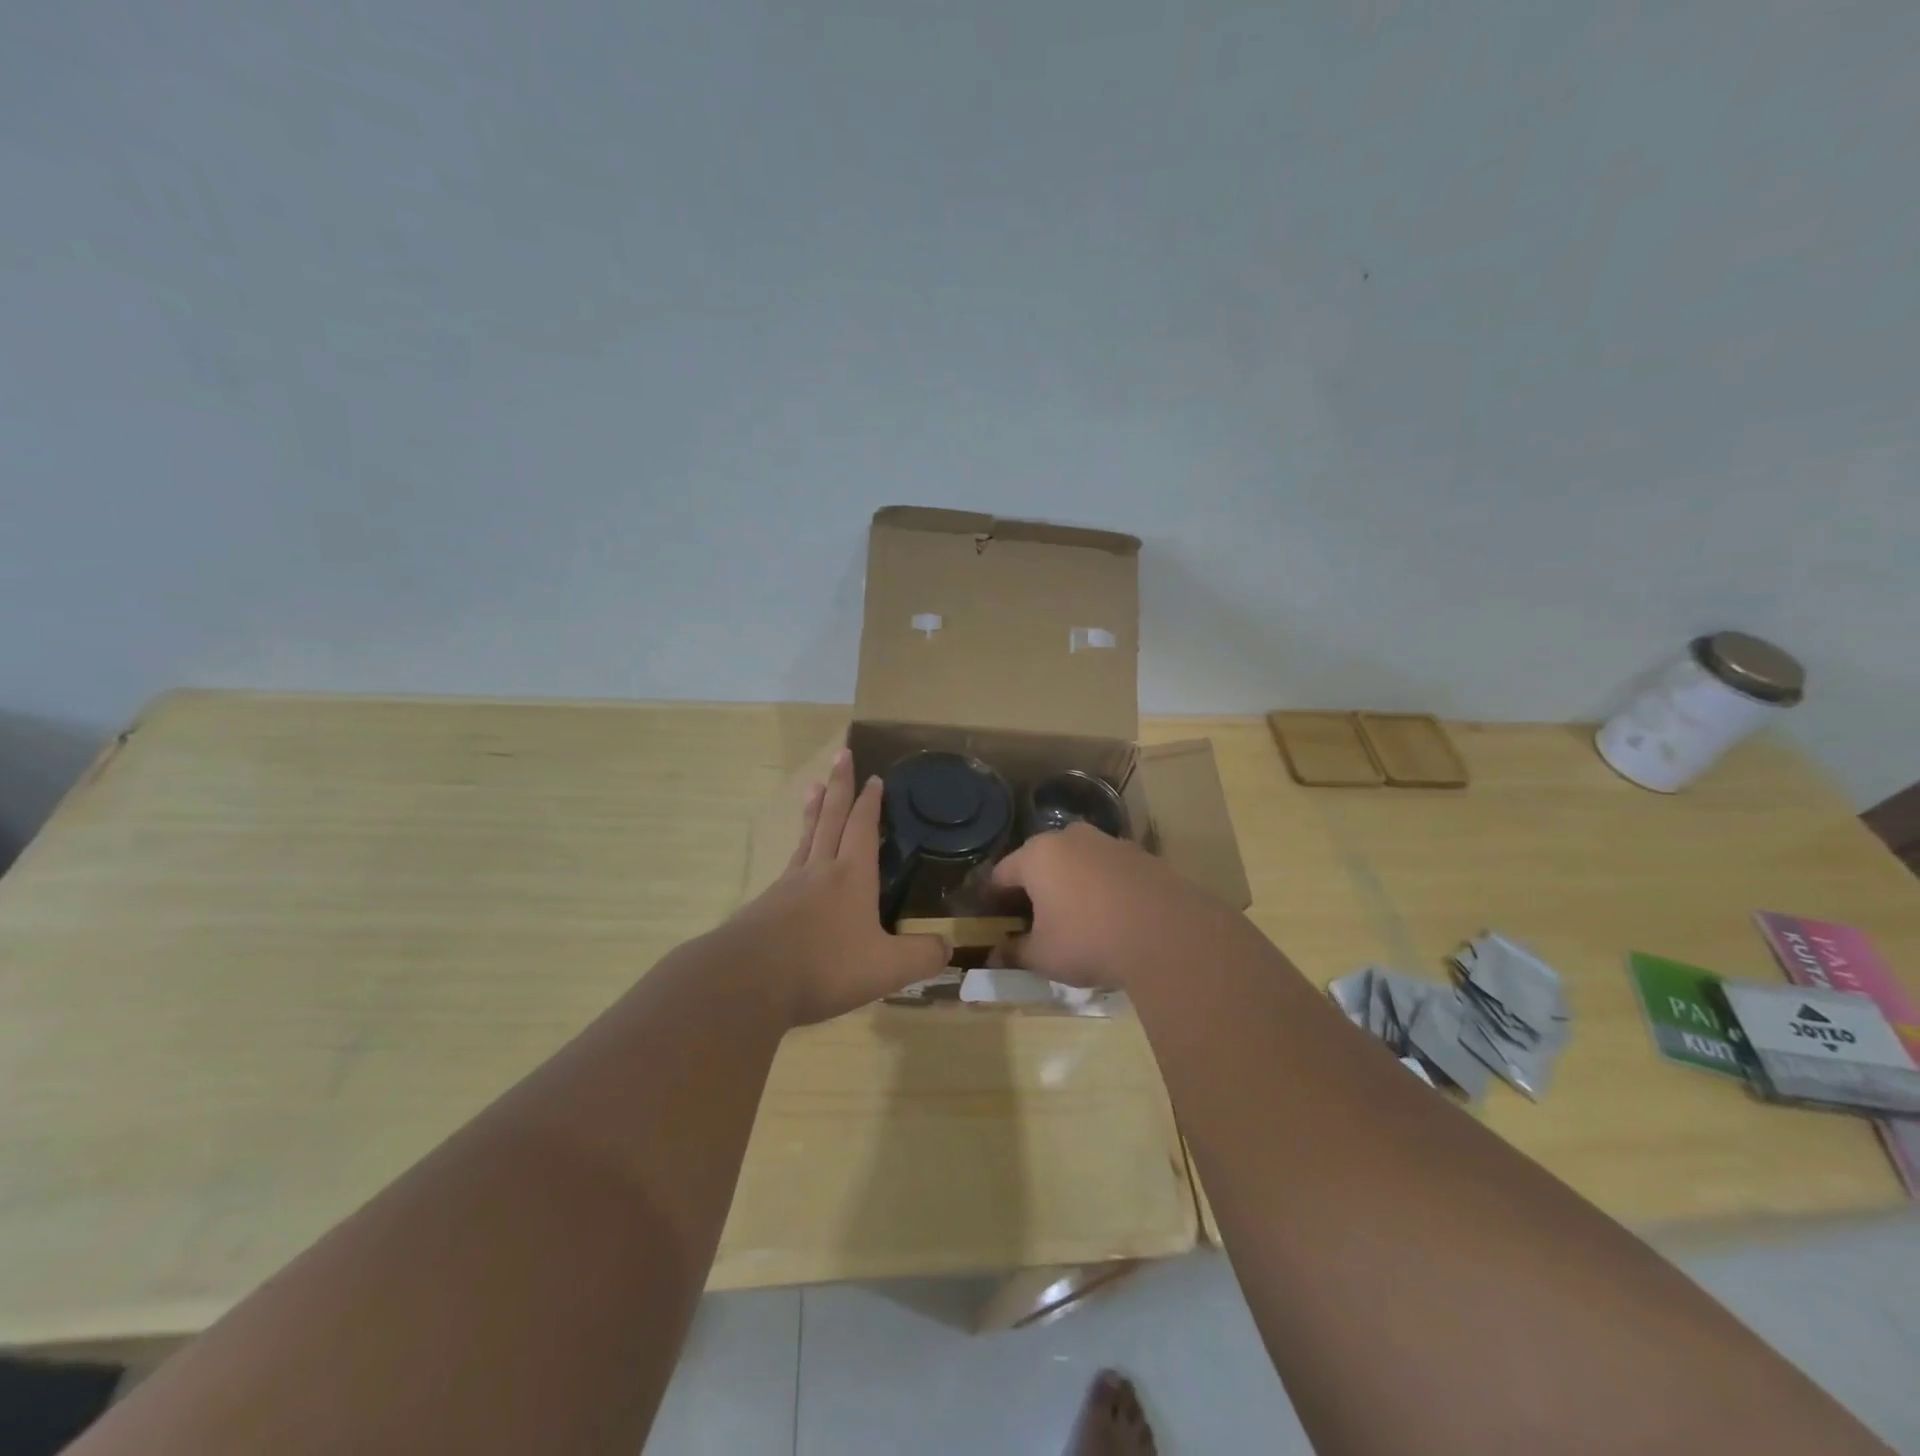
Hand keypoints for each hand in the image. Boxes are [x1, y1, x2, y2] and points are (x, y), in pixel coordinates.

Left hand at [722, 749, 949, 1024]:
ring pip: (806, 838)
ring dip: (814, 811)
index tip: (874, 777)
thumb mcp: (887, 968)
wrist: (748, 982)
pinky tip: (795, 862)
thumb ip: (922, 956)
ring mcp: (788, 886)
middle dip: (839, 786)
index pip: (863, 827)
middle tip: (841, 755)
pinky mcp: (765, 907)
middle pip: (831, 818)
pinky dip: (797, 852)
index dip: (870, 802)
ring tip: (813, 787)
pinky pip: (788, 868)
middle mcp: (819, 871)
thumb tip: (948, 947)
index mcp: (851, 876)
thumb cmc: (825, 967)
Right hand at [990, 823, 1254, 988]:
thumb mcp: (1043, 956)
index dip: (993, 898)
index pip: (1002, 873)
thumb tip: (994, 957)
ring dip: (1070, 884)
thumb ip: (1014, 953)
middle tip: (1033, 920)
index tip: (993, 919)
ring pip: (1076, 862)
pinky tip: (1110, 916)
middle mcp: (1070, 837)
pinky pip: (1108, 870)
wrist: (1169, 935)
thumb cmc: (1089, 940)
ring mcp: (1109, 842)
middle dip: (1034, 888)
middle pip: (1040, 861)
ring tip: (1075, 919)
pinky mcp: (1141, 855)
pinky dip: (1101, 887)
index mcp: (1037, 855)